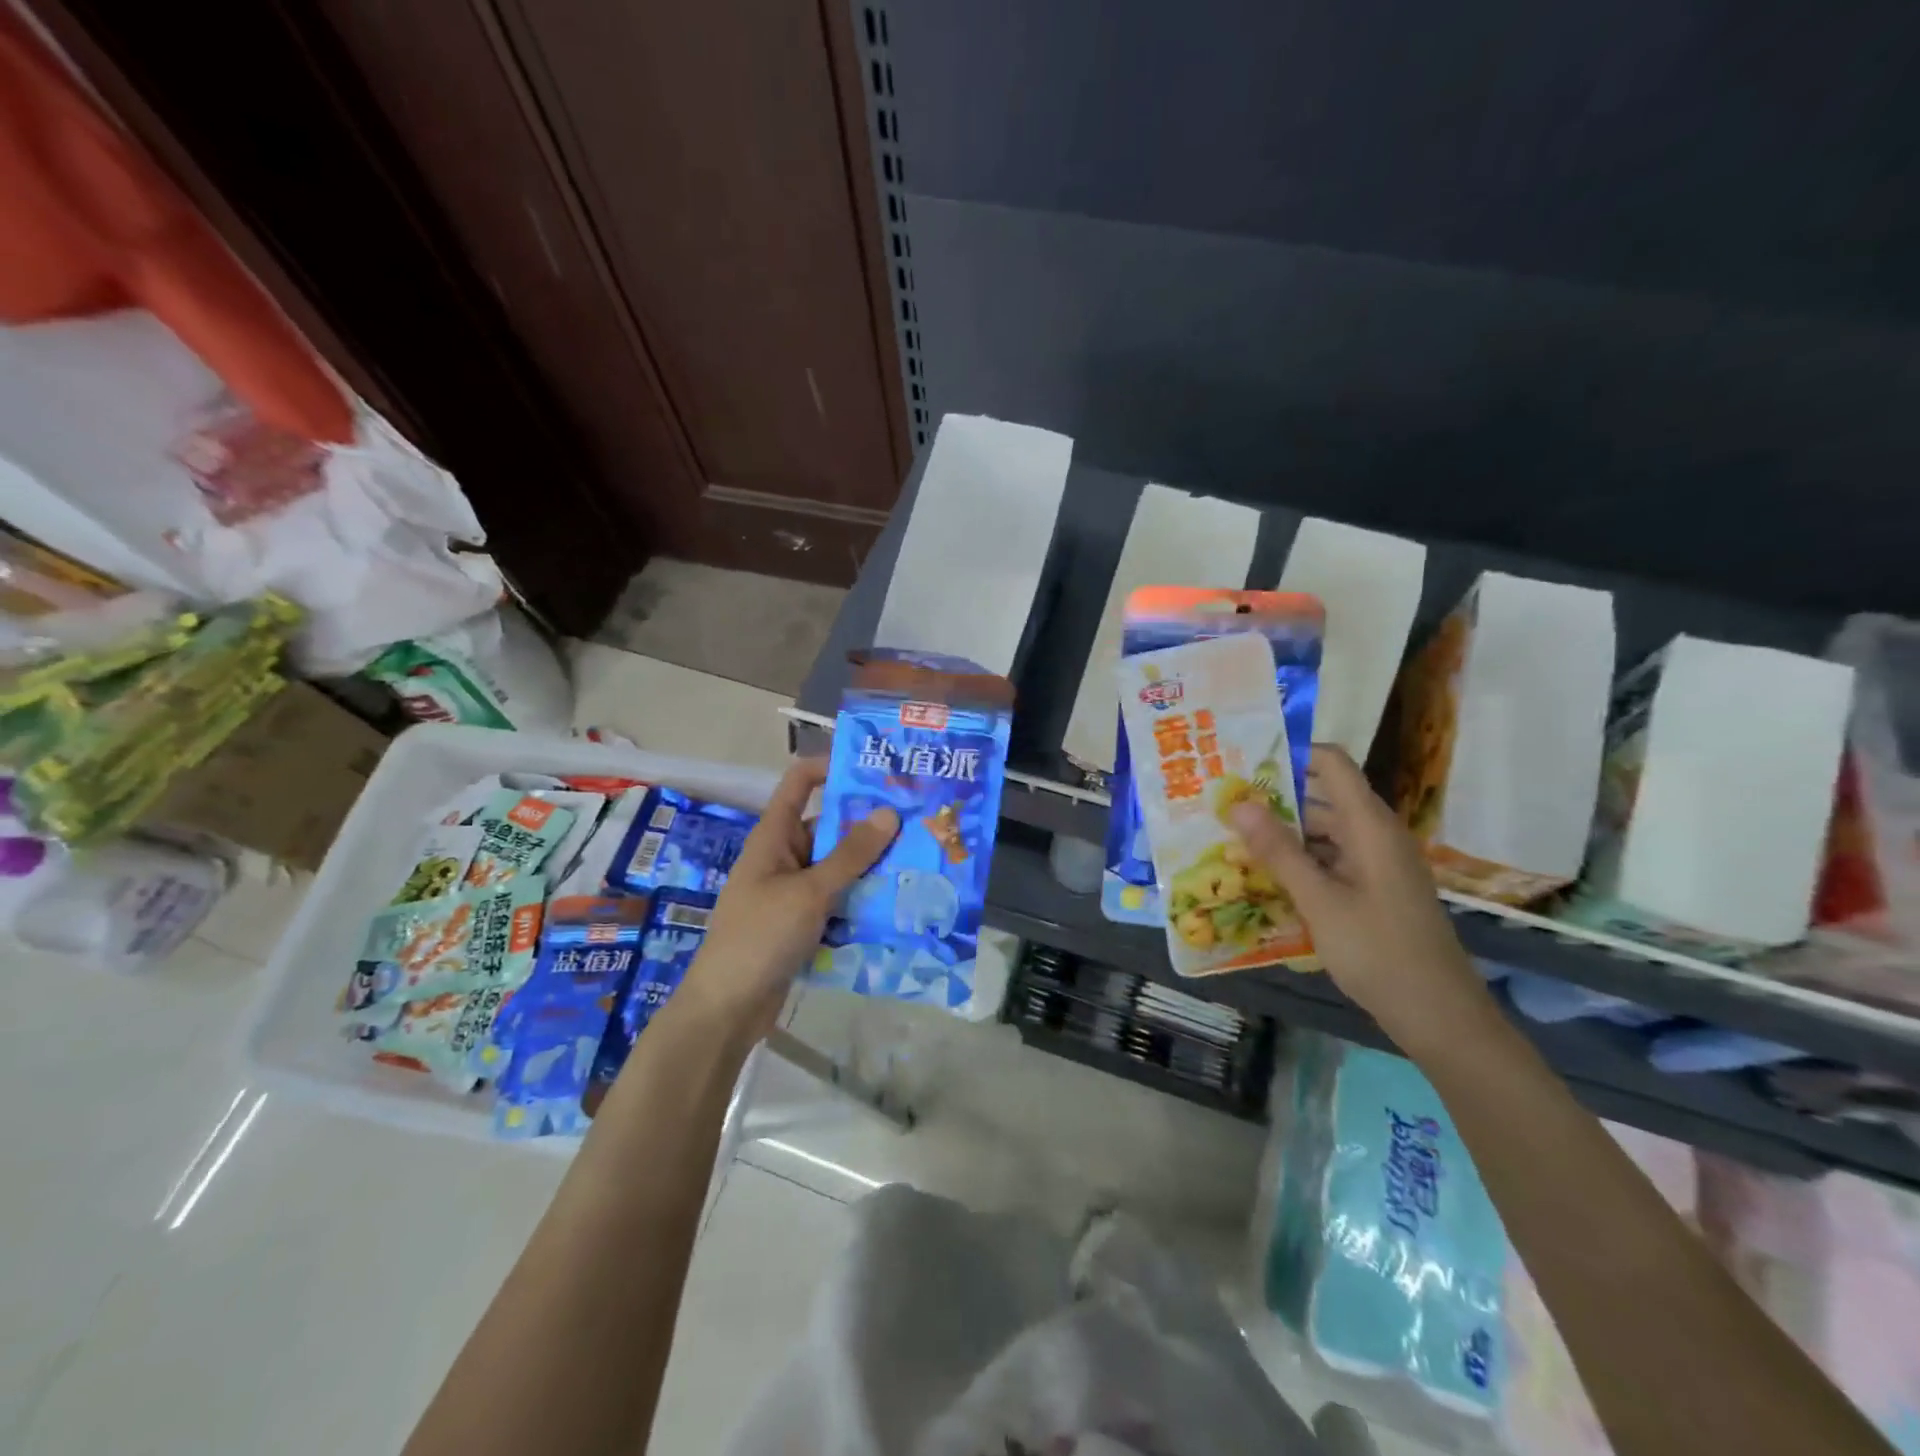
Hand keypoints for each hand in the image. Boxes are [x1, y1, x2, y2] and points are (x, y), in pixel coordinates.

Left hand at [679, 757, 898, 1038]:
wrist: (727, 1008)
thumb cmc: (761, 936)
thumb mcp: (809, 892)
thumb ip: (850, 855)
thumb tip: (889, 812)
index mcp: (774, 836)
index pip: (799, 783)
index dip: (831, 766)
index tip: (875, 768)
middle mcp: (784, 857)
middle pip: (829, 827)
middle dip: (869, 825)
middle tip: (918, 821)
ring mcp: (793, 891)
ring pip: (838, 867)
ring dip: (871, 866)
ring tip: (920, 860)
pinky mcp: (803, 922)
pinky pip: (838, 899)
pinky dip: (862, 899)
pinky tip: (898, 904)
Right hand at [1227, 745, 1492, 1050]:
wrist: (1438, 1015)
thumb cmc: (1379, 951)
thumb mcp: (1319, 901)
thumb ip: (1278, 851)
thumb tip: (1237, 803)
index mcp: (1370, 825)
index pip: (1331, 763)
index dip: (1291, 753)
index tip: (1243, 760)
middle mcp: (1375, 834)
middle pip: (1322, 796)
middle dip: (1274, 797)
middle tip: (1222, 802)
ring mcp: (1376, 863)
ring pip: (1323, 831)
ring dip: (1282, 832)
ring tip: (1231, 836)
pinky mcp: (1372, 888)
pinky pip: (1330, 859)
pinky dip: (1299, 860)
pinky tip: (1264, 874)